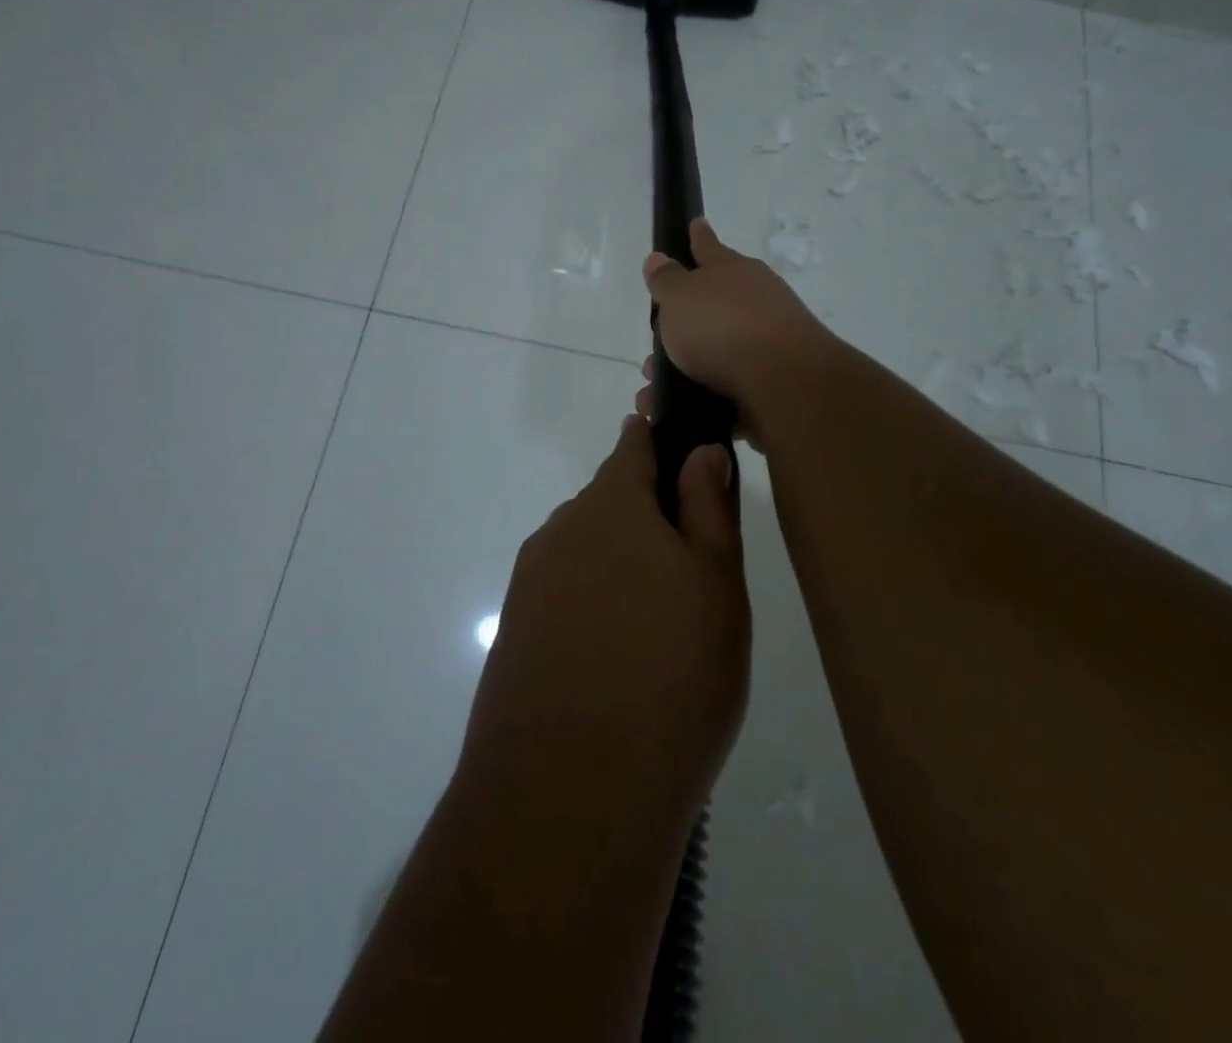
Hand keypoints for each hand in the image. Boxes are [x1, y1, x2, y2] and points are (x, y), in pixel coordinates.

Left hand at [460, 417, 747, 828]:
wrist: (572, 791)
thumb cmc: (671, 672)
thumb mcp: (716, 583)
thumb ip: (707, 507)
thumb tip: (699, 449)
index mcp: (611, 504)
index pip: (634, 445)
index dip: (661, 440)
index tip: (688, 455)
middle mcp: (562, 530)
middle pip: (610, 502)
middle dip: (648, 516)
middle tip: (693, 572)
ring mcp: (531, 582)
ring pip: (587, 551)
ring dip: (621, 566)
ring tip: (660, 628)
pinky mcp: (515, 632)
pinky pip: (565, 596)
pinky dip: (594, 607)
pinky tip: (618, 659)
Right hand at [639, 218, 838, 437]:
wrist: (784, 383)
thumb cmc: (723, 327)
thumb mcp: (680, 297)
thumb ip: (666, 280)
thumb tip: (658, 258)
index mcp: (733, 271)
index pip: (708, 247)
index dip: (698, 237)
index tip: (696, 223)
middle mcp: (754, 301)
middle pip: (713, 304)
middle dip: (683, 321)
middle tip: (656, 338)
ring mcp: (766, 341)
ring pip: (715, 350)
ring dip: (683, 367)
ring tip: (652, 390)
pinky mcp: (770, 382)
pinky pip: (725, 387)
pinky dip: (699, 397)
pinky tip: (678, 411)